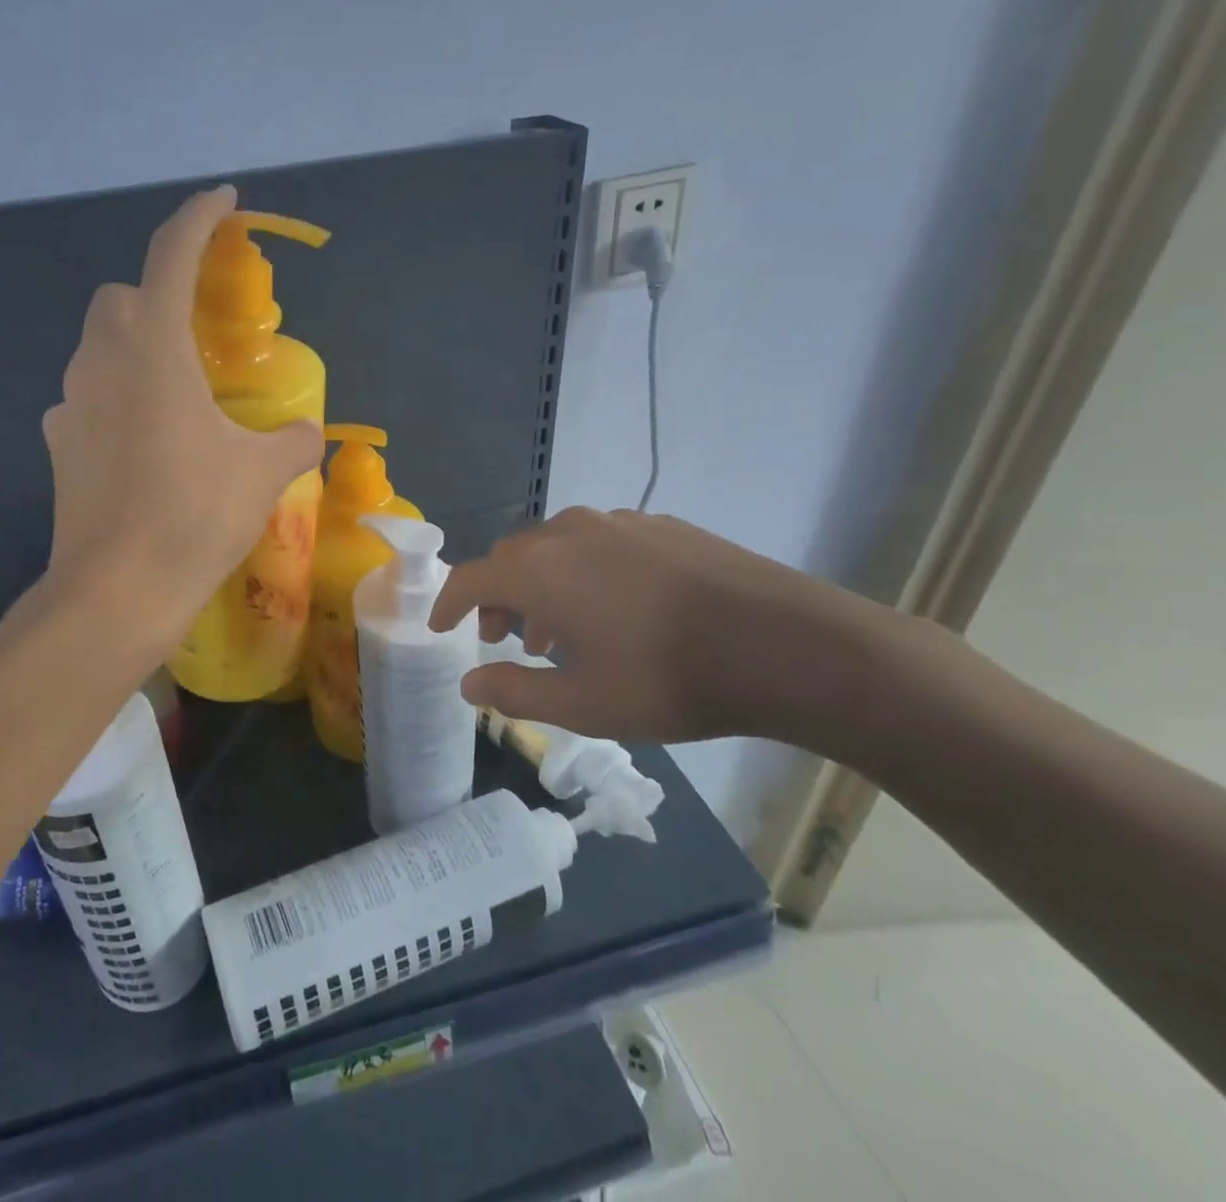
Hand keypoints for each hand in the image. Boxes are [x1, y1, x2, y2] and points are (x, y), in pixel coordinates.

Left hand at [42, 186, 322, 643]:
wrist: (118, 589)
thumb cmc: (195, 514)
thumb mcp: (262, 473)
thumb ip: (292, 439)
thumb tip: (307, 429)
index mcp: (154, 348)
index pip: (171, 254)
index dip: (199, 216)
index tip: (224, 200)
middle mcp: (102, 360)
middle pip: (122, 296)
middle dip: (157, 293)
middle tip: (198, 331)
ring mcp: (71, 403)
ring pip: (100, 347)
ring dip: (135, 348)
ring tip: (177, 393)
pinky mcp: (60, 443)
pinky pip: (89, 398)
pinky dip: (117, 399)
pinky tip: (145, 442)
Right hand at [429, 507, 893, 745]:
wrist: (783, 643)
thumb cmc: (668, 678)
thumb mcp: (583, 703)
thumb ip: (514, 691)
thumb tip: (468, 684)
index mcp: (539, 570)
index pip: (471, 578)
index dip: (449, 602)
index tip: (441, 626)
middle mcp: (569, 532)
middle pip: (512, 557)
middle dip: (497, 595)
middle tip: (504, 637)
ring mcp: (619, 522)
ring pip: (557, 547)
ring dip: (542, 584)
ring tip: (560, 631)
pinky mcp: (661, 525)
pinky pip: (600, 543)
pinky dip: (585, 572)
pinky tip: (616, 608)